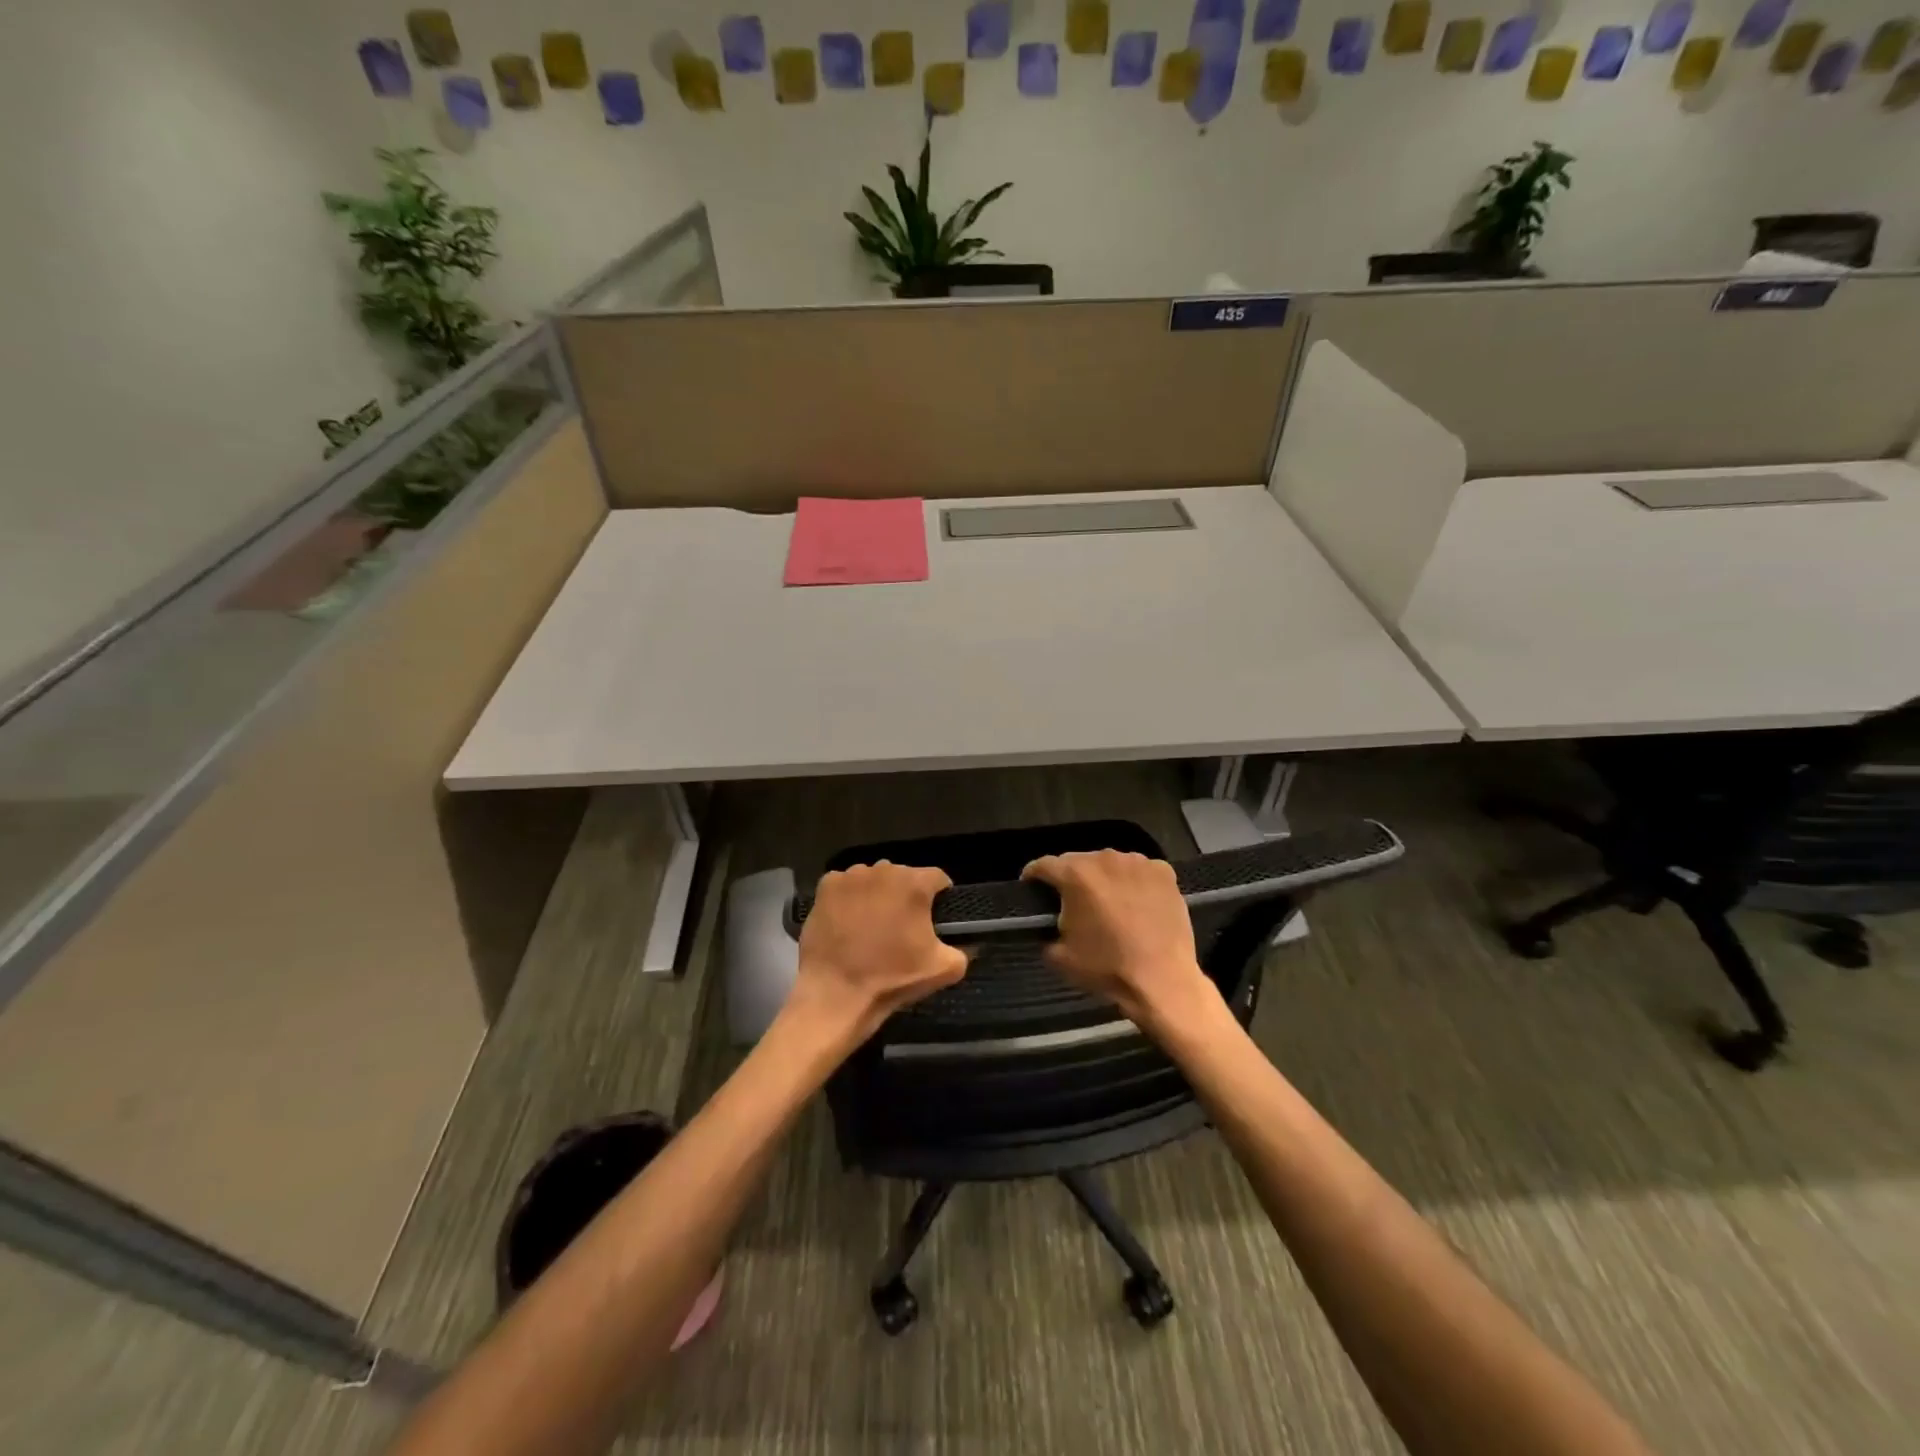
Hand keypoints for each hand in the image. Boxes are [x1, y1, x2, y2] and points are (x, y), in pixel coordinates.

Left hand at [788, 861, 967, 1049]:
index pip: (938, 878)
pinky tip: (848, 922)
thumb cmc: (892, 979)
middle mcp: (884, 870)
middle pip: (903, 876)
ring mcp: (852, 876)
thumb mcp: (944, 969)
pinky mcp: (826, 887)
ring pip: (874, 879)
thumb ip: (962, 950)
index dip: (940, 897)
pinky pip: (846, 885)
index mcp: (915, 883)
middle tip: (902, 925)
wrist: (836, 994)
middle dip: (906, 895)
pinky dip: (849, 898)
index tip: (935, 918)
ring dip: (878, 894)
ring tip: (873, 924)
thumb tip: (965, 944)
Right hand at [1021, 851, 1215, 1031]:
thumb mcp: (1059, 956)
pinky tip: (1137, 902)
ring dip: (1103, 877)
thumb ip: (1045, 931)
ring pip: (1109, 863)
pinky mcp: (1163, 871)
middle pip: (1077, 861)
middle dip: (1070, 878)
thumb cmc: (1107, 968)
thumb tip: (1048, 924)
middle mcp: (1104, 859)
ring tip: (1107, 902)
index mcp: (1075, 875)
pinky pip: (1138, 870)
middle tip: (1073, 902)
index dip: (1032, 876)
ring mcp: (1137, 862)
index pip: (1043, 865)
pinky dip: (1133, 881)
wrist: (1162, 980)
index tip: (1031, 887)